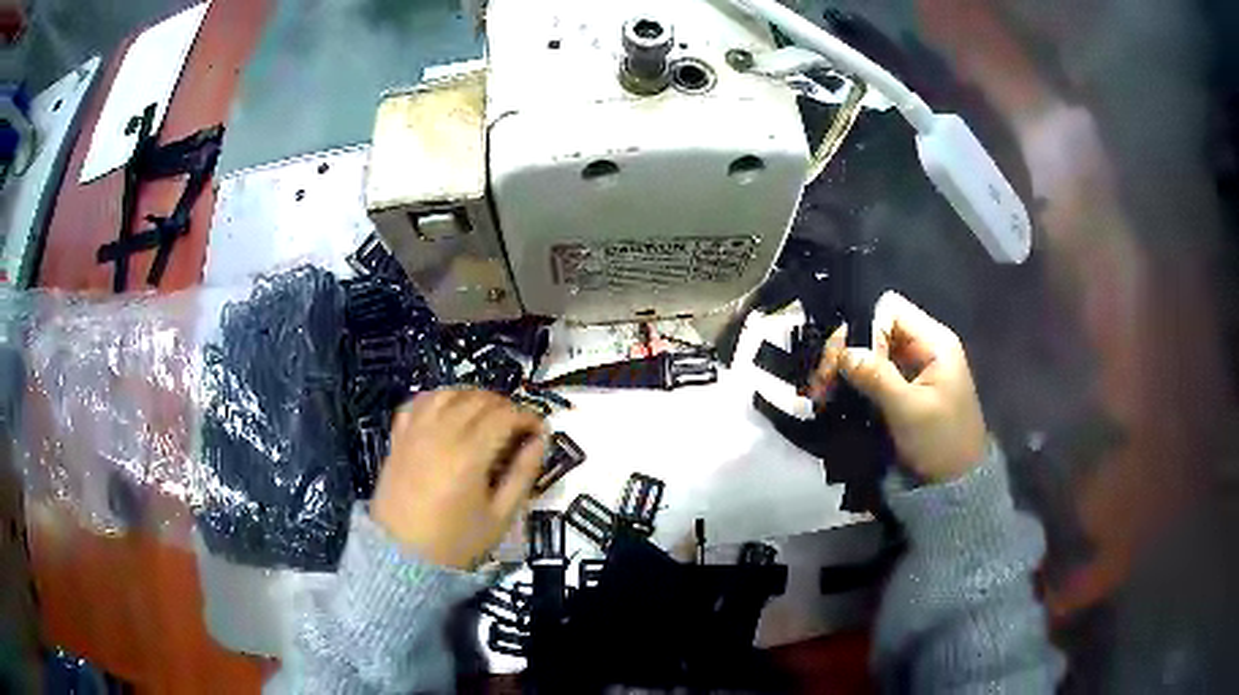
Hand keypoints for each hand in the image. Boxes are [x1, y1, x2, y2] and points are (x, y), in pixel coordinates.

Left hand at [371, 388, 547, 569]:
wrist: (401, 556)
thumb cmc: (456, 542)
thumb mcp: (500, 517)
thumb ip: (523, 474)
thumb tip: (540, 440)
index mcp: (470, 454)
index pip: (505, 415)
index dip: (528, 417)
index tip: (540, 430)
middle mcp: (442, 433)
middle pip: (479, 399)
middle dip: (505, 406)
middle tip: (517, 426)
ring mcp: (416, 431)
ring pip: (450, 393)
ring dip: (473, 397)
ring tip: (485, 416)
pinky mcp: (399, 437)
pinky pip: (420, 402)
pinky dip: (440, 399)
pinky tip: (449, 412)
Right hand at [808, 291, 986, 482]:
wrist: (956, 484)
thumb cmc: (940, 442)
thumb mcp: (909, 410)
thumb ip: (876, 376)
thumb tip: (842, 352)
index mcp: (934, 342)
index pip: (889, 311)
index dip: (864, 329)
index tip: (843, 362)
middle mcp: (923, 347)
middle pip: (876, 329)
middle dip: (847, 351)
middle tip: (820, 383)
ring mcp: (914, 368)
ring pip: (871, 352)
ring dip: (845, 369)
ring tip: (820, 394)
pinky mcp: (904, 389)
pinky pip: (874, 373)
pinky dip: (853, 383)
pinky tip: (833, 397)